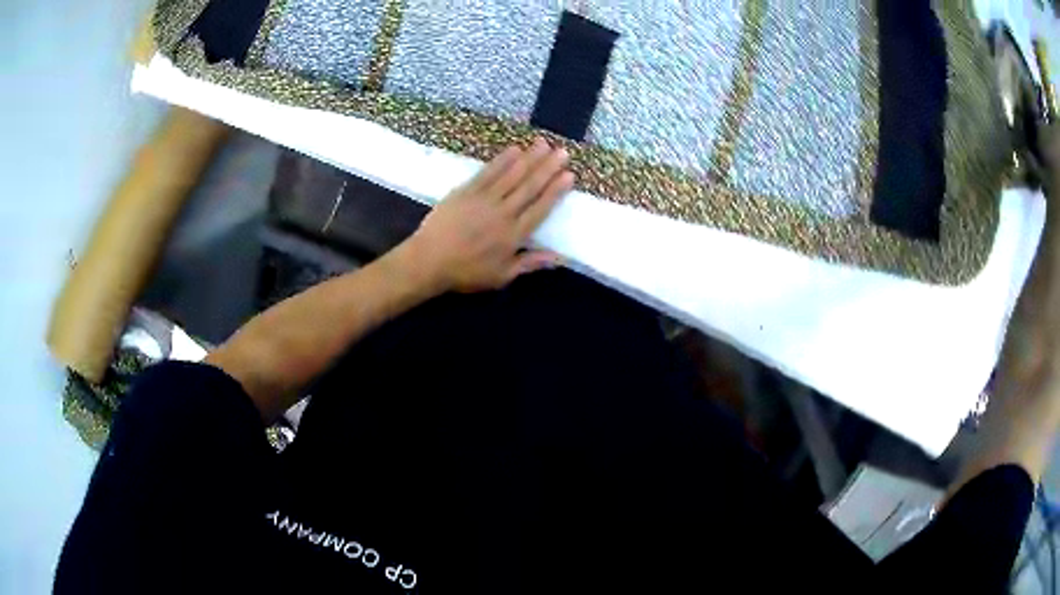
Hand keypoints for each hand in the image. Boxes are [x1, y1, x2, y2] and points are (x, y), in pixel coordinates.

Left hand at [399, 139, 574, 292]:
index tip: (569, 175)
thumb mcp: (501, 276)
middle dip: (547, 168)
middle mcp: (503, 213)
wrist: (428, 261)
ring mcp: (483, 199)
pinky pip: (488, 172)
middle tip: (563, 151)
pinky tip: (514, 149)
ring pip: (511, 175)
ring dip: (529, 158)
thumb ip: (530, 264)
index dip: (555, 191)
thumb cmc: (466, 273)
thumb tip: (560, 257)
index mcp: (513, 235)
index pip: (540, 208)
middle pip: (529, 186)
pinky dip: (502, 160)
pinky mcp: (466, 191)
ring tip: (543, 144)